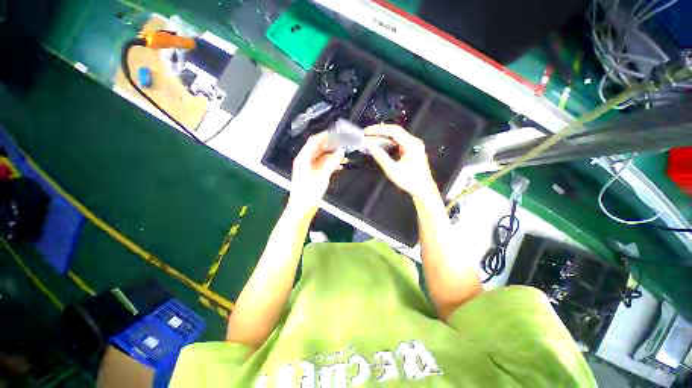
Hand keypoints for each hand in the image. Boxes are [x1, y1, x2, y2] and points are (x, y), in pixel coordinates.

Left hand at [289, 131, 344, 212]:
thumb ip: (332, 162)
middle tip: (343, 144)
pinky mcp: (313, 175)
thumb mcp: (322, 175)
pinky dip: (331, 164)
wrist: (303, 208)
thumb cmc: (309, 191)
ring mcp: (310, 168)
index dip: (325, 136)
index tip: (337, 133)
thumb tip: (341, 151)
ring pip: (322, 157)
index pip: (314, 141)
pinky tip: (340, 165)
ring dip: (332, 155)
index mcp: (304, 158)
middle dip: (330, 146)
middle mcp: (305, 161)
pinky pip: (323, 165)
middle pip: (318, 148)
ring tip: (344, 155)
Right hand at [364, 124, 437, 199]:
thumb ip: (381, 157)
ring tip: (370, 137)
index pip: (394, 131)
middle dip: (380, 131)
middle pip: (395, 131)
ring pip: (396, 136)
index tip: (367, 131)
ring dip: (383, 136)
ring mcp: (413, 145)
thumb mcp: (393, 170)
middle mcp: (414, 141)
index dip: (379, 129)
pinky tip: (379, 143)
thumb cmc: (410, 181)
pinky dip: (387, 142)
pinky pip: (397, 142)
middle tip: (366, 133)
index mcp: (412, 144)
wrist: (423, 189)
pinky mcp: (410, 149)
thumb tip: (370, 146)